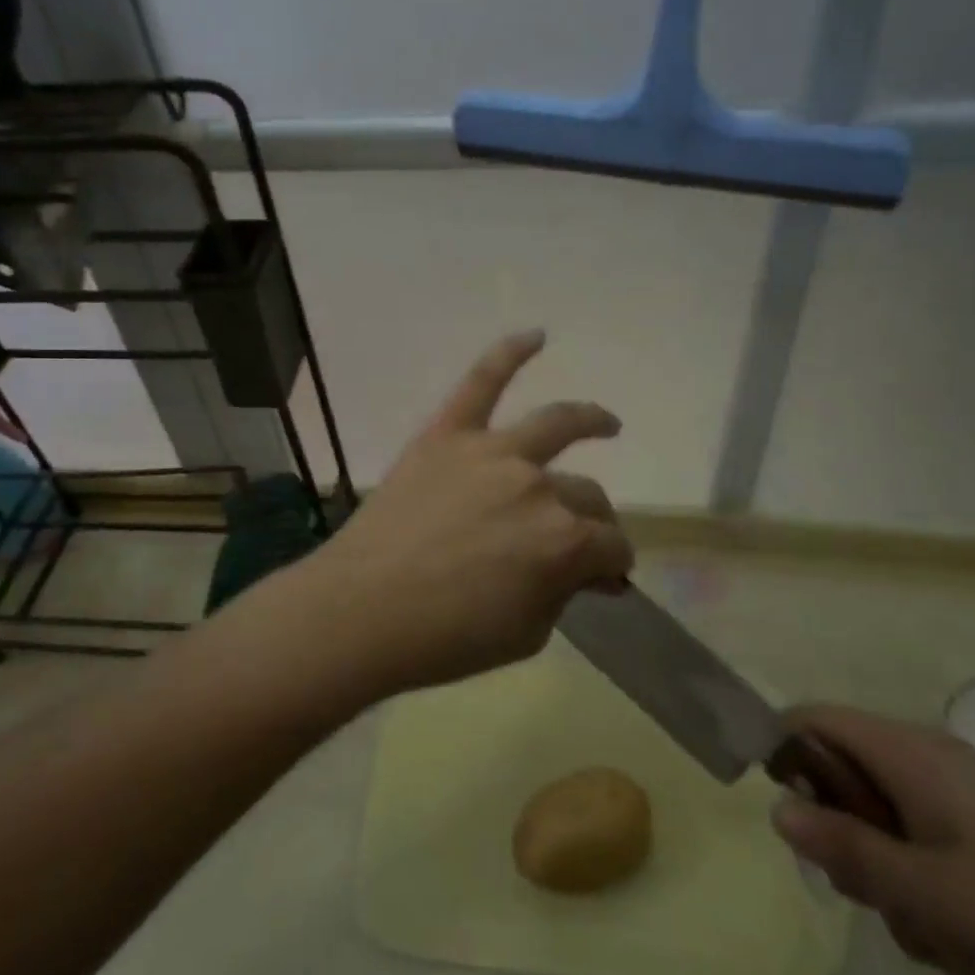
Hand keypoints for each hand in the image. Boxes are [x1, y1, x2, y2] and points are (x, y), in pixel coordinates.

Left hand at [298, 331, 632, 696]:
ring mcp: (491, 452)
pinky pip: (481, 382)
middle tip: (585, 540)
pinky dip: (509, 353)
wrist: (360, 611)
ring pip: (555, 424)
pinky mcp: (447, 434)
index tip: (607, 579)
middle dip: (595, 522)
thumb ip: (563, 594)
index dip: (614, 565)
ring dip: (589, 420)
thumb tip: (583, 572)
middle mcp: (538, 485)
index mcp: (563, 541)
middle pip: (586, 495)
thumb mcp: (526, 635)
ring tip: (607, 423)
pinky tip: (536, 336)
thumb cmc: (445, 638)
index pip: (610, 546)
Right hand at [771, 705, 974, 974]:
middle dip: (855, 848)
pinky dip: (944, 901)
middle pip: (848, 784)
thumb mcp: (926, 894)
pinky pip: (937, 855)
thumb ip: (843, 848)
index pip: (809, 720)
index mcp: (903, 751)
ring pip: (892, 831)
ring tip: (953, 942)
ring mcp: (966, 797)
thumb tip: (777, 809)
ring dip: (905, 891)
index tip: (791, 819)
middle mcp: (928, 760)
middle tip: (887, 900)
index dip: (782, 755)